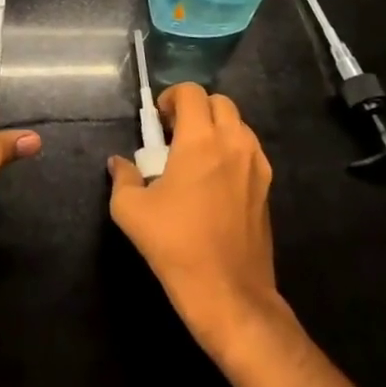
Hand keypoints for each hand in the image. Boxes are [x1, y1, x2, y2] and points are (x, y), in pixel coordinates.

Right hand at [107, 83, 285, 359]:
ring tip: (195, 156)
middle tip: (174, 134)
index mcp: (200, 140)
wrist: (229, 294)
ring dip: (216, 128)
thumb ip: (123, 177)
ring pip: (238, 125)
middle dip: (195, 109)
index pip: (191, 92)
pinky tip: (214, 180)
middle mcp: (233, 143)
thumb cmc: (176, 245)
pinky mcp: (267, 188)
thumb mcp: (131, 210)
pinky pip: (250, 150)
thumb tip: (118, 163)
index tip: (158, 122)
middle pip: (219, 102)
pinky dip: (232, 150)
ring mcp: (256, 165)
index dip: (171, 97)